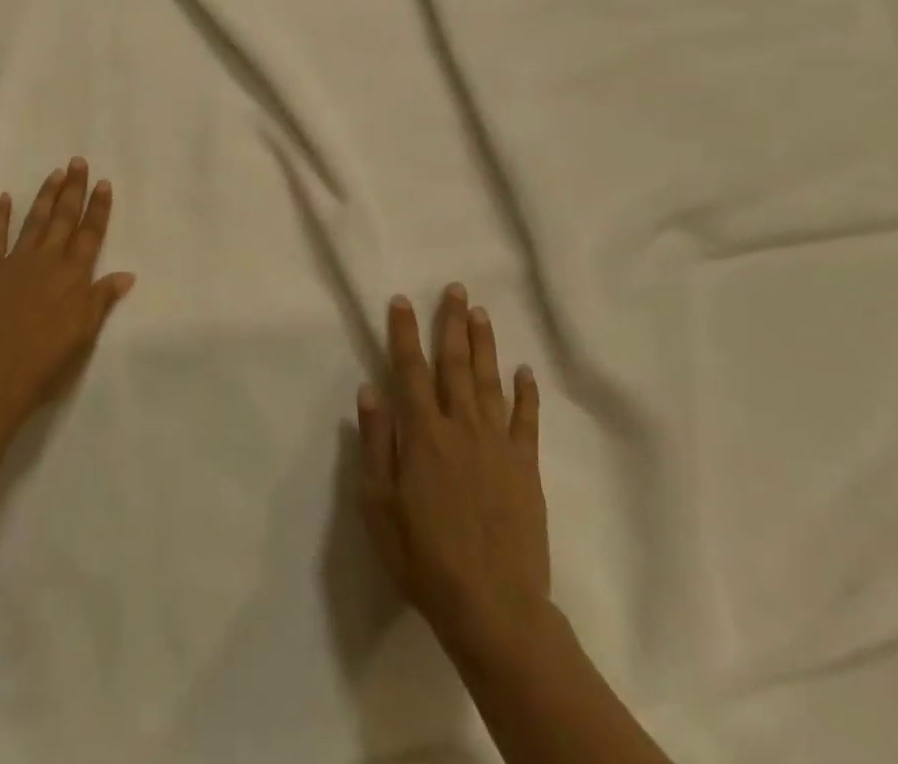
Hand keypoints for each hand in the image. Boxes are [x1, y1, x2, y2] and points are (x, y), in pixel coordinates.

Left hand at [0, 158, 134, 436]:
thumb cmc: (45, 362)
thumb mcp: (84, 335)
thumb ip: (102, 300)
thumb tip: (126, 274)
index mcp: (74, 276)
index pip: (91, 233)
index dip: (98, 208)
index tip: (103, 183)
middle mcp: (48, 260)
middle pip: (65, 218)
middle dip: (73, 189)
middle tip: (78, 162)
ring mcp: (16, 261)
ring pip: (35, 220)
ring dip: (46, 195)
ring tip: (55, 173)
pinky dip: (0, 216)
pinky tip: (4, 197)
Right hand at [357, 284, 549, 655]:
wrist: (494, 608)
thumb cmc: (424, 557)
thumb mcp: (379, 505)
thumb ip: (376, 443)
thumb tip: (370, 390)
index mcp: (423, 434)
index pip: (410, 369)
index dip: (405, 333)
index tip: (403, 300)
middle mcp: (461, 427)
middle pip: (455, 364)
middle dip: (451, 323)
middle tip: (455, 289)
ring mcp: (498, 446)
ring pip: (490, 382)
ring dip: (485, 344)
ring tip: (481, 313)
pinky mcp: (526, 468)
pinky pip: (527, 421)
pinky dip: (526, 394)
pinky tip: (525, 371)